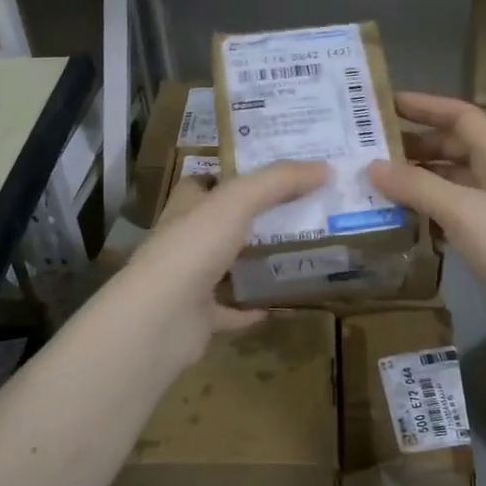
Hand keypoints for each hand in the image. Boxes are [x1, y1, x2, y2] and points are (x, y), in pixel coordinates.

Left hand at [115, 160, 327, 368]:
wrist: (161, 318)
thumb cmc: (194, 248)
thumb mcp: (238, 201)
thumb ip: (278, 182)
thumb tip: (325, 167)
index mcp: (187, 208)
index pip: (207, 183)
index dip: (236, 175)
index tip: (277, 174)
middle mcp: (185, 240)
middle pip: (223, 224)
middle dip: (256, 219)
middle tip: (303, 212)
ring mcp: (190, 281)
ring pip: (228, 266)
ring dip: (256, 262)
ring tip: (299, 254)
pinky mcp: (200, 317)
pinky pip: (232, 310)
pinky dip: (254, 307)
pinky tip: (283, 304)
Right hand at [368, 94, 485, 354]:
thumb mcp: (462, 209)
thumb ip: (417, 186)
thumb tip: (372, 166)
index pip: (462, 117)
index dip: (427, 106)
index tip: (387, 105)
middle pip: (452, 150)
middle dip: (414, 147)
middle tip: (371, 153)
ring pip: (447, 187)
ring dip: (415, 184)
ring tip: (374, 187)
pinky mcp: (485, 247)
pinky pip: (448, 220)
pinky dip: (423, 217)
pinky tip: (398, 224)